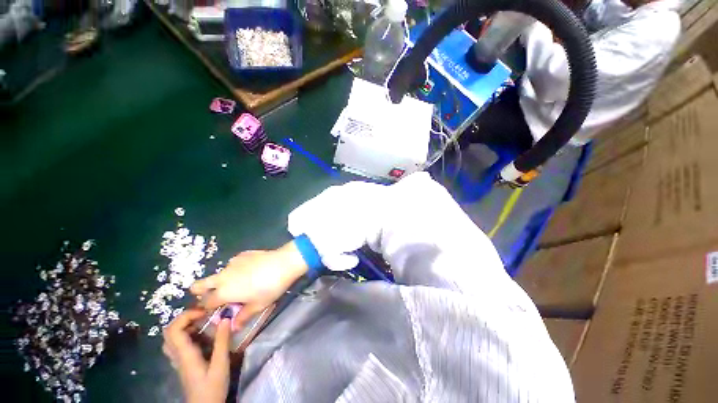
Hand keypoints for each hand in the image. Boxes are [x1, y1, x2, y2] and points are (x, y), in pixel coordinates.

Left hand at [163, 309, 230, 402]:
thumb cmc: (212, 388)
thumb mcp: (221, 365)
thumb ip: (222, 341)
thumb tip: (226, 318)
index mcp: (185, 355)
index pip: (173, 330)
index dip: (186, 316)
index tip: (205, 311)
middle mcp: (177, 355)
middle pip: (169, 331)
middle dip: (185, 318)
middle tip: (204, 313)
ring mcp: (178, 360)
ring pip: (172, 337)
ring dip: (185, 325)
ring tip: (204, 321)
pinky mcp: (183, 363)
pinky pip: (178, 343)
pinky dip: (187, 333)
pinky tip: (202, 334)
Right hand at [190, 242, 307, 327]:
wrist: (284, 262)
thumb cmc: (271, 287)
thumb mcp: (258, 305)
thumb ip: (243, 316)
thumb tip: (233, 326)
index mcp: (223, 292)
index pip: (205, 303)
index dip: (208, 309)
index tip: (217, 310)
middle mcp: (222, 277)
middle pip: (198, 285)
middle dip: (201, 292)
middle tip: (217, 296)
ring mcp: (231, 263)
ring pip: (219, 274)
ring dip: (224, 280)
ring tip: (243, 282)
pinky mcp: (242, 254)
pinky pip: (233, 264)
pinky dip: (237, 269)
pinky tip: (252, 270)